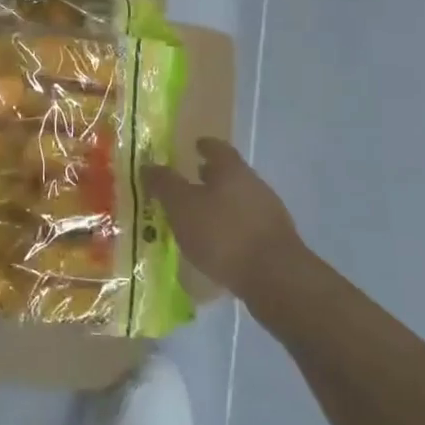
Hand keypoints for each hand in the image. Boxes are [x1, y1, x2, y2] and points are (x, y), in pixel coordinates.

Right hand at [143, 140, 314, 306]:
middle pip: (231, 175)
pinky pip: (247, 228)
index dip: (204, 146)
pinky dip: (230, 230)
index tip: (195, 146)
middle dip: (211, 178)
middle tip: (190, 183)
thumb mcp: (181, 206)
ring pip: (239, 202)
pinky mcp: (276, 244)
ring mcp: (269, 215)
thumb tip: (148, 165)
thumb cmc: (223, 233)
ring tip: (198, 219)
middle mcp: (254, 186)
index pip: (217, 148)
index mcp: (232, 170)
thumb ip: (164, 184)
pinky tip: (217, 246)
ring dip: (220, 206)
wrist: (275, 278)